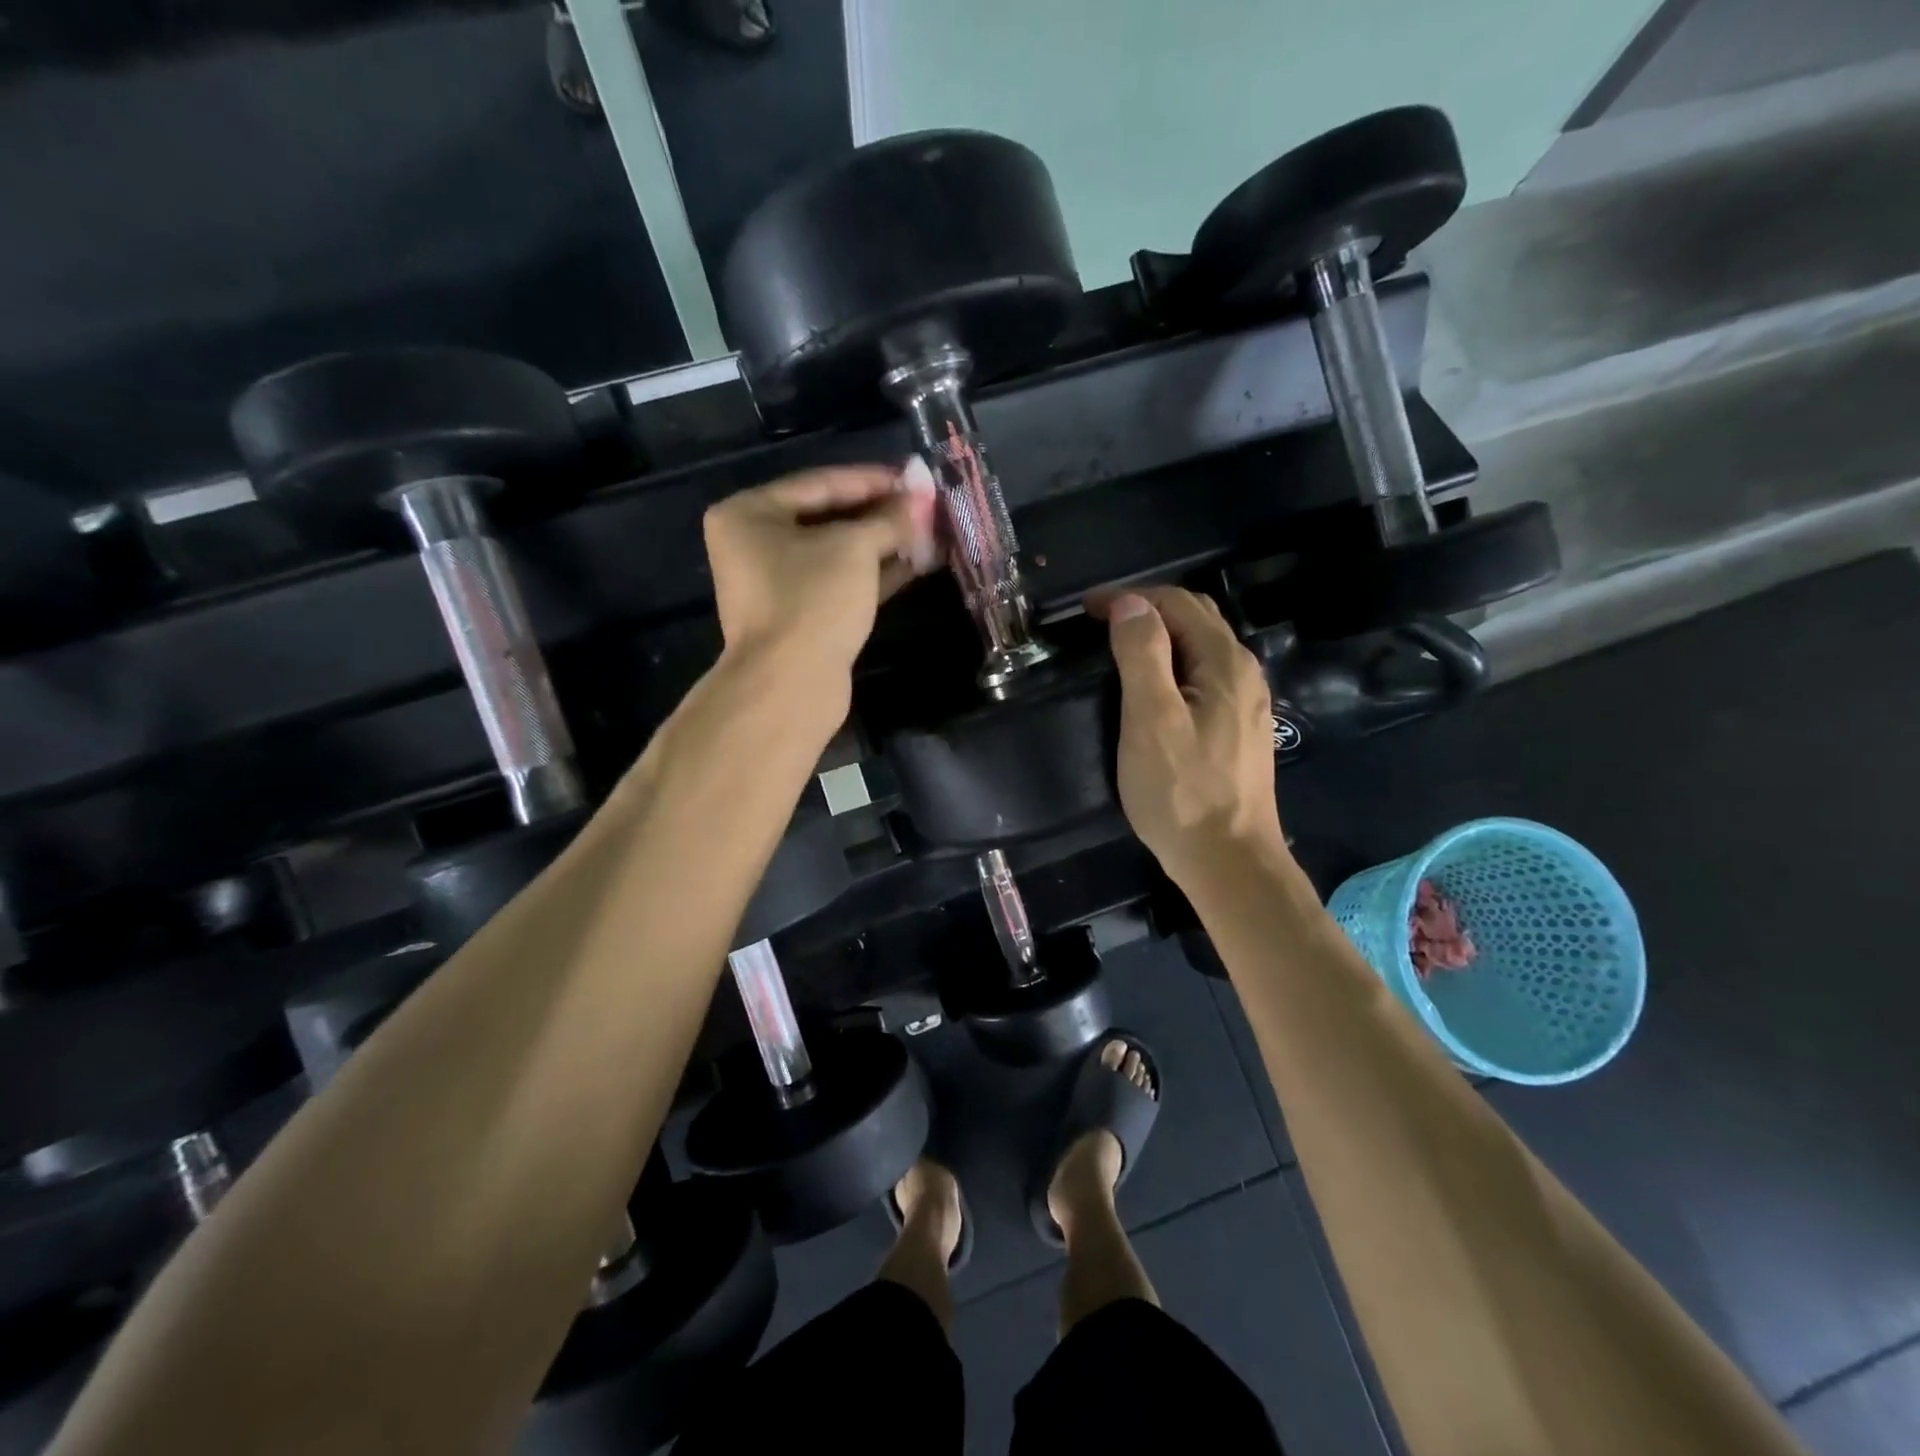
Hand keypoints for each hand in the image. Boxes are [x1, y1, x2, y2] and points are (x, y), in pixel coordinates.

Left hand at [704, 461, 940, 693]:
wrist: (790, 685)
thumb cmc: (812, 600)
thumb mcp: (854, 548)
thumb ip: (889, 518)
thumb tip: (920, 498)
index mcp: (749, 514)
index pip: (820, 483)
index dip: (871, 479)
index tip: (914, 478)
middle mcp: (756, 545)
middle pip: (828, 518)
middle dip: (880, 514)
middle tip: (925, 506)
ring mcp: (779, 585)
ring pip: (839, 554)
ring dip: (884, 544)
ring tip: (928, 532)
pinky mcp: (802, 616)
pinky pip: (842, 584)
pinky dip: (875, 574)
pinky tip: (916, 563)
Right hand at [1095, 587, 1287, 887]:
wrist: (1230, 862)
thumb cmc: (1182, 792)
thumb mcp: (1151, 719)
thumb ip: (1142, 654)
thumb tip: (1131, 604)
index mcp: (1225, 663)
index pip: (1177, 603)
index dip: (1130, 598)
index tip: (1085, 610)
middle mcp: (1244, 674)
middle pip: (1196, 620)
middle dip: (1147, 610)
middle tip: (1099, 623)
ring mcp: (1246, 705)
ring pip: (1201, 650)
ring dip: (1161, 637)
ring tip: (1119, 649)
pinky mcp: (1239, 731)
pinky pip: (1205, 678)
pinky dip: (1173, 666)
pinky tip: (1153, 689)